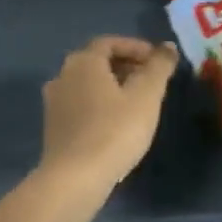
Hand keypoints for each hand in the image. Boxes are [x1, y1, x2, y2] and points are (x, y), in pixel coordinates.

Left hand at [39, 35, 177, 191]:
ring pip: (88, 85)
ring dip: (113, 87)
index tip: (158, 61)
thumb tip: (168, 46)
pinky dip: (100, 105)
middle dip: (125, 66)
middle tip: (151, 81)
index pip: (110, 42)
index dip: (136, 47)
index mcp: (83, 62)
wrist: (75, 178)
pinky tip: (117, 124)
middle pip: (97, 62)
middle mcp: (62, 76)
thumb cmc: (114, 131)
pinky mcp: (54, 127)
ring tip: (138, 103)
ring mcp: (54, 103)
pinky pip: (81, 105)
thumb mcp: (146, 96)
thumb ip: (159, 67)